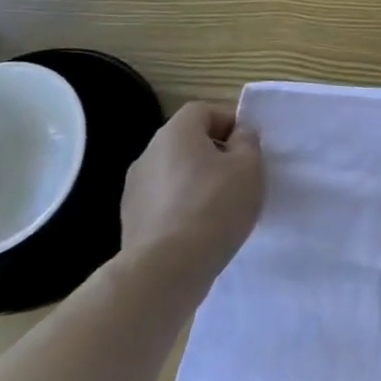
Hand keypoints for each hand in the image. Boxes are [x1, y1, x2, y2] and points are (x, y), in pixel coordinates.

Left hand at [119, 102, 263, 295]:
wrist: (166, 269)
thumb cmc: (215, 206)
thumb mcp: (249, 167)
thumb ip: (248, 142)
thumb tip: (239, 135)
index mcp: (176, 132)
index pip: (203, 111)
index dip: (228, 123)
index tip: (247, 148)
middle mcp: (149, 153)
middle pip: (187, 141)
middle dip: (213, 153)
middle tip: (238, 177)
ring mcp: (134, 188)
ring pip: (174, 172)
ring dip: (195, 181)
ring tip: (220, 207)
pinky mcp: (130, 220)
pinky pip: (163, 201)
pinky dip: (181, 207)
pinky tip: (199, 229)